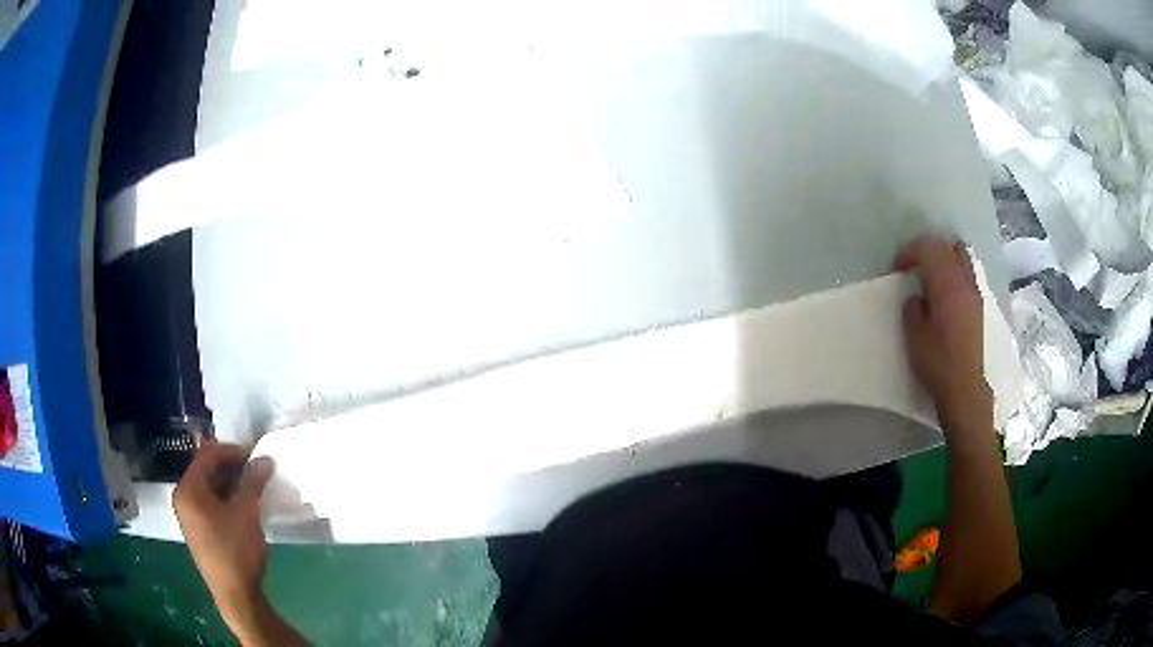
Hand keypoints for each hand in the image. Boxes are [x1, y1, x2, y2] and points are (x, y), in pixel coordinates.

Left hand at [174, 443, 275, 631]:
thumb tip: (265, 459)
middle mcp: (183, 497)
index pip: (207, 456)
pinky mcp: (198, 529)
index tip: (255, 453)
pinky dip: (226, 498)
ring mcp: (189, 514)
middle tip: (256, 469)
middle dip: (231, 466)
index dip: (231, 450)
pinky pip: (210, 502)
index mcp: (188, 489)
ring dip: (230, 483)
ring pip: (209, 487)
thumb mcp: (246, 513)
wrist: (235, 594)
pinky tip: (244, 504)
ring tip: (254, 485)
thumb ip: (253, 482)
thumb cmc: (236, 550)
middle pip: (206, 470)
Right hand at [895, 236, 990, 421]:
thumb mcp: (914, 335)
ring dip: (942, 256)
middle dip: (924, 251)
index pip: (927, 248)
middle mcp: (962, 280)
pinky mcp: (978, 303)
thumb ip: (913, 308)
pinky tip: (946, 287)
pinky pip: (966, 269)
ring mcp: (973, 290)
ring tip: (930, 273)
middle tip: (910, 269)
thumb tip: (917, 297)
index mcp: (946, 284)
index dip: (909, 252)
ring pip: (959, 254)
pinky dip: (954, 267)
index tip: (897, 269)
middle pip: (943, 247)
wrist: (964, 387)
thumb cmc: (937, 362)